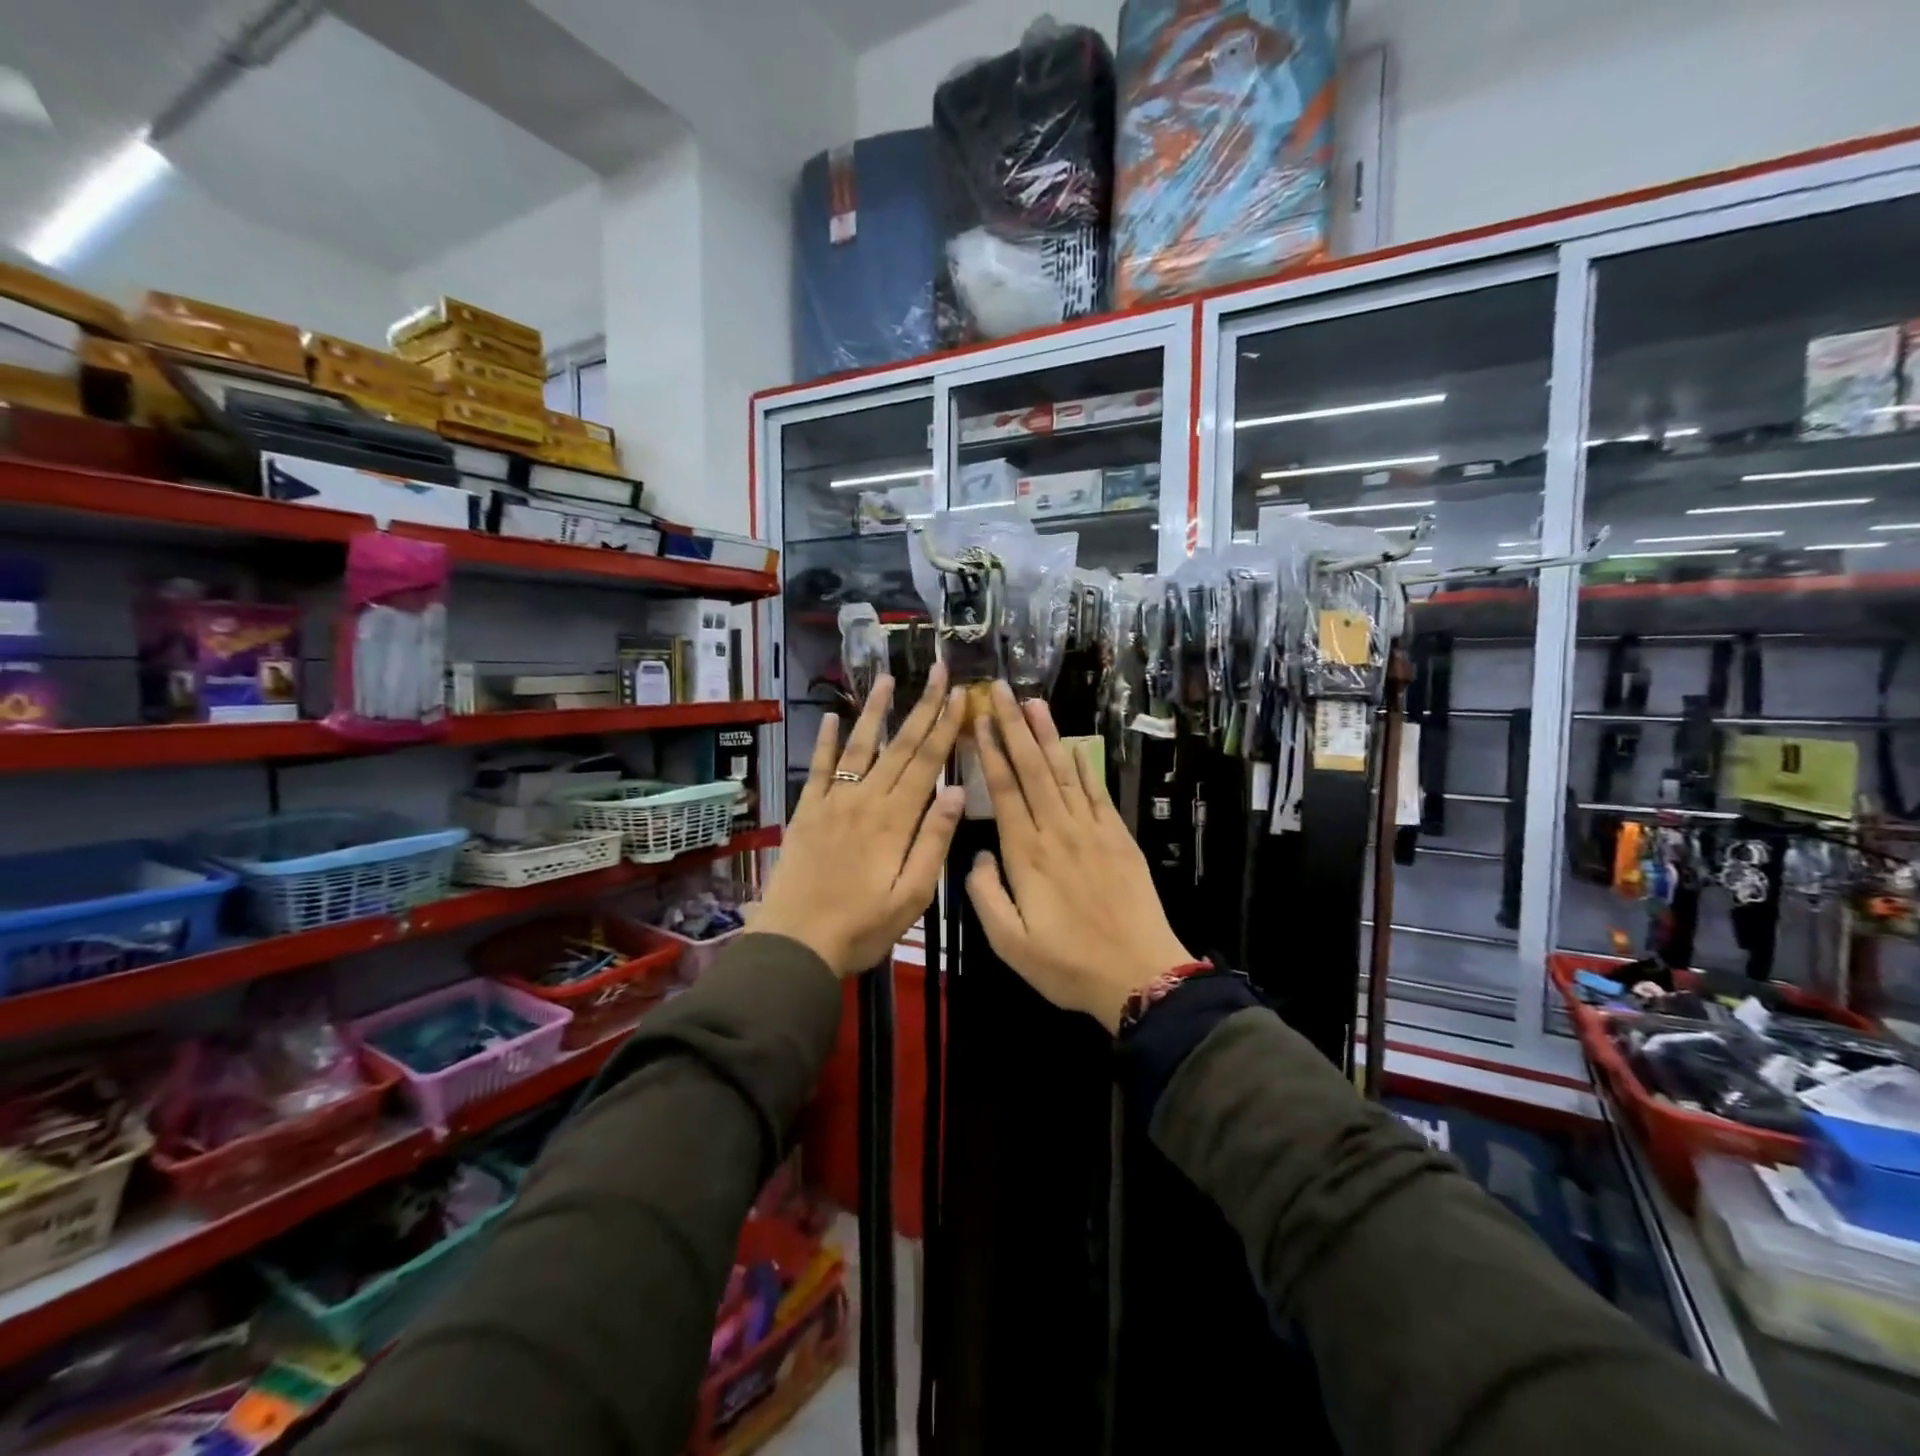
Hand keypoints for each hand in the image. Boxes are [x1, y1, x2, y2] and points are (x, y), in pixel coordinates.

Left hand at [752, 665, 966, 976]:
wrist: (796, 943)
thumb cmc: (862, 926)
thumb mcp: (913, 895)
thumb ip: (934, 841)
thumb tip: (958, 791)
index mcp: (895, 819)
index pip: (927, 762)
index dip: (946, 726)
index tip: (960, 694)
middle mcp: (866, 799)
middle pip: (900, 745)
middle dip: (922, 706)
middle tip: (937, 670)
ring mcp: (833, 801)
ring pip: (860, 746)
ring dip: (875, 711)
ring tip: (887, 678)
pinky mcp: (807, 811)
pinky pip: (819, 768)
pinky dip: (826, 741)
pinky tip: (833, 717)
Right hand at [964, 681, 1194, 1032]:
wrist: (1140, 974)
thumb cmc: (1068, 965)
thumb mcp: (1009, 944)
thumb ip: (985, 895)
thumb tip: (978, 856)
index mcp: (1027, 855)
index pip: (1004, 791)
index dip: (991, 751)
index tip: (981, 718)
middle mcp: (1058, 832)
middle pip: (1032, 770)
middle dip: (1014, 726)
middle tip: (1001, 689)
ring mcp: (1092, 831)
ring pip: (1063, 772)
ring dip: (1046, 735)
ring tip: (1033, 701)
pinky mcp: (1118, 838)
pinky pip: (1095, 792)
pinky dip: (1082, 765)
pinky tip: (1071, 745)